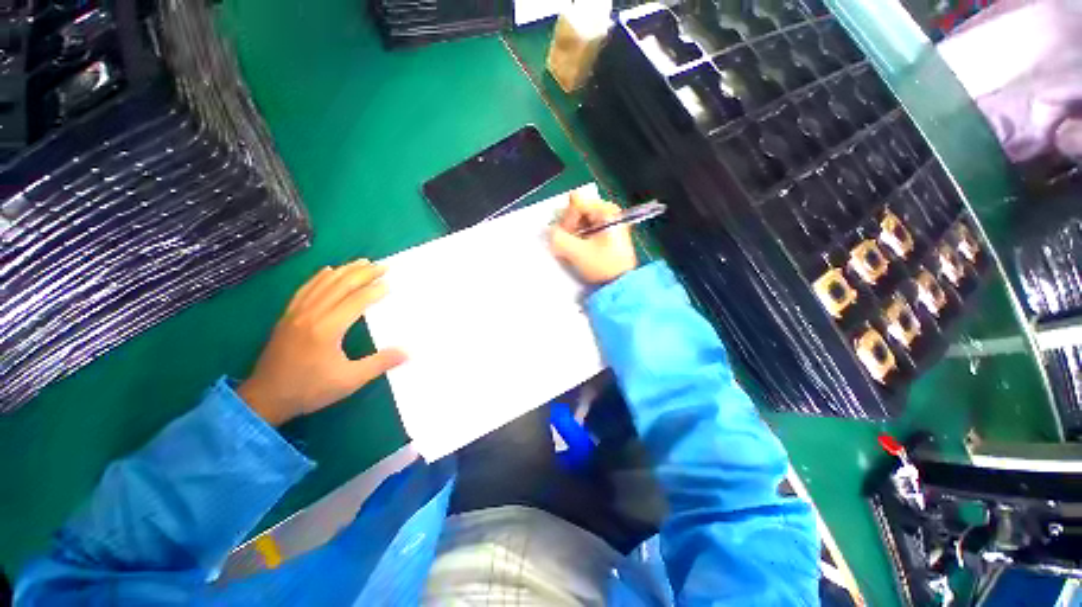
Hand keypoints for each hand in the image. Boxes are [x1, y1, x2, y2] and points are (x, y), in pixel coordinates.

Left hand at [238, 259, 406, 425]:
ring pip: (323, 283)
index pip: (356, 301)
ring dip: (344, 270)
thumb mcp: (349, 380)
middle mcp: (311, 314)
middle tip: (383, 266)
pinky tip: (328, 270)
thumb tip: (408, 352)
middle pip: (341, 285)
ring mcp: (296, 313)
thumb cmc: (309, 389)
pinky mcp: (287, 316)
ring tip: (362, 261)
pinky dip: (319, 277)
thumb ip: (379, 363)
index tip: (391, 284)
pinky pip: (305, 289)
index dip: (375, 290)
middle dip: (364, 273)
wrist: (264, 399)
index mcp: (327, 328)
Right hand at [549, 192, 637, 284]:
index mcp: (606, 210)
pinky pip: (585, 228)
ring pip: (579, 220)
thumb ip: (557, 238)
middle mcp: (609, 211)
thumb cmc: (603, 266)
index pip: (575, 202)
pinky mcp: (607, 233)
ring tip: (575, 250)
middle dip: (569, 226)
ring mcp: (609, 221)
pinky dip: (579, 238)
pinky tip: (581, 250)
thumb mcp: (577, 253)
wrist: (621, 284)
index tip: (568, 237)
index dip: (567, 219)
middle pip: (577, 209)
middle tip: (569, 244)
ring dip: (573, 234)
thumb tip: (549, 231)